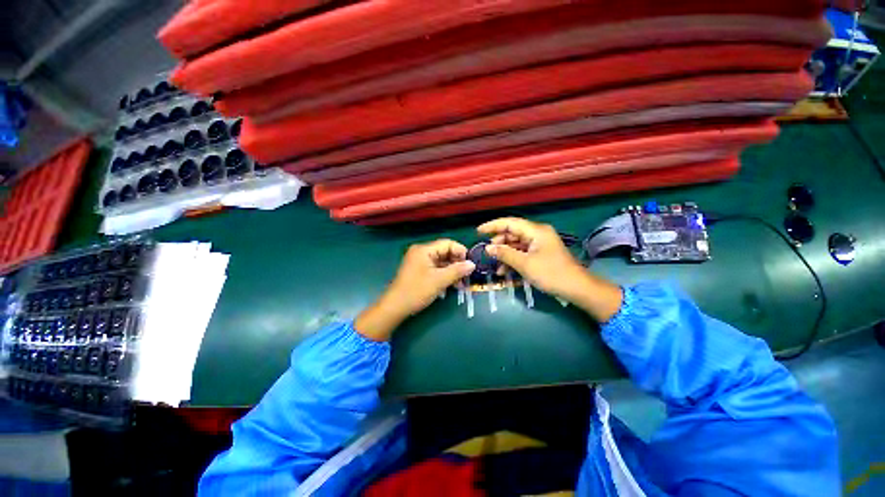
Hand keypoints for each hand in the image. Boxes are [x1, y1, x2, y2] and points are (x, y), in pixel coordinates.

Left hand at [356, 239, 474, 340]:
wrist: (395, 307)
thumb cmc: (417, 291)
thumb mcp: (439, 280)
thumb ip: (457, 271)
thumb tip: (472, 264)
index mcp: (424, 250)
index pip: (447, 244)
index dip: (461, 252)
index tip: (470, 264)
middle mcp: (421, 252)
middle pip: (444, 252)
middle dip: (457, 263)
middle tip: (467, 276)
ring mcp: (419, 261)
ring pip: (441, 262)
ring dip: (452, 271)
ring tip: (461, 284)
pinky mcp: (419, 270)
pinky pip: (435, 268)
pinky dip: (444, 275)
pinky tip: (451, 285)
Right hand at [478, 217, 621, 321]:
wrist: (577, 288)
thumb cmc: (551, 274)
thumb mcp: (525, 264)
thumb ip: (505, 254)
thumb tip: (488, 247)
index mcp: (536, 231)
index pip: (509, 223)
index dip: (493, 226)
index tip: (478, 231)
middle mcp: (538, 233)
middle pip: (512, 233)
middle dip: (499, 242)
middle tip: (488, 253)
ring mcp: (540, 243)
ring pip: (516, 244)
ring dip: (505, 253)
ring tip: (496, 266)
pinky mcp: (541, 253)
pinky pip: (523, 252)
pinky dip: (513, 259)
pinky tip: (506, 270)